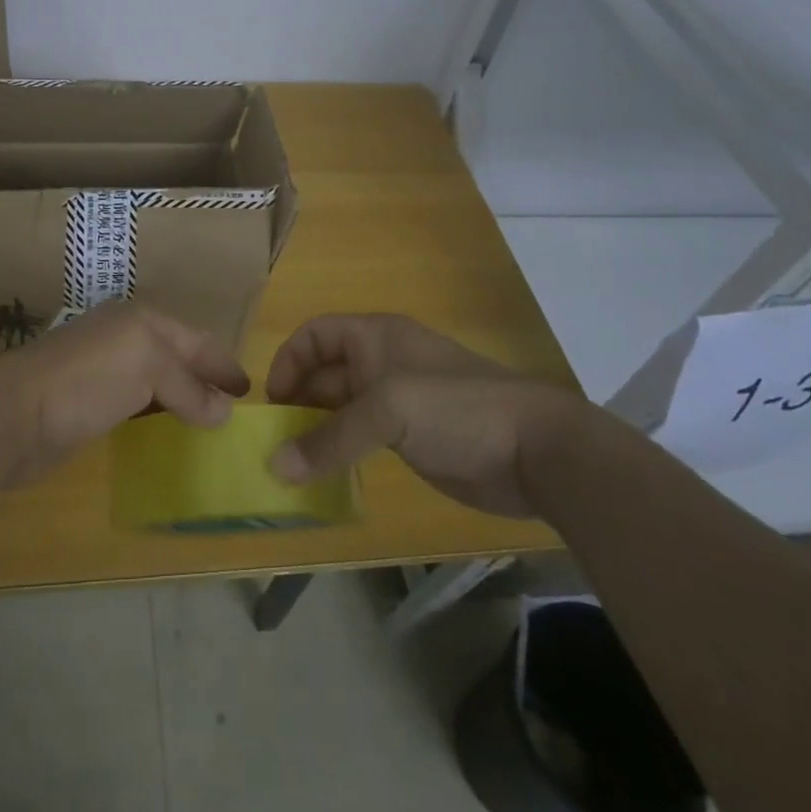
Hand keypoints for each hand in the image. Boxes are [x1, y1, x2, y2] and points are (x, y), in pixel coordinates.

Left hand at [0, 302, 248, 487]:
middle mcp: (124, 338)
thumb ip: (188, 387)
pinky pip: (136, 405)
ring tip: (210, 423)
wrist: (12, 415)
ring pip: (156, 381)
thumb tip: (224, 412)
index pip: (194, 340)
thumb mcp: (147, 368)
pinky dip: (157, 415)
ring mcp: (104, 370)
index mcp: (141, 321)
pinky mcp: (88, 403)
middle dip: (205, 378)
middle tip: (234, 408)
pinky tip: (167, 432)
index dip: (223, 362)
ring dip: (182, 399)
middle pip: (176, 357)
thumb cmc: (85, 380)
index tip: (250, 389)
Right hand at [265, 313, 583, 517]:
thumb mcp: (388, 412)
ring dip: (315, 431)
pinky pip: (361, 439)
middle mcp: (381, 363)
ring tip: (290, 465)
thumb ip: (330, 439)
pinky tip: (325, 477)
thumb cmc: (456, 409)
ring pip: (341, 409)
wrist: (537, 451)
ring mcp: (398, 402)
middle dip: (297, 402)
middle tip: (273, 442)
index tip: (273, 403)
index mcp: (375, 337)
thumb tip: (275, 467)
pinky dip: (339, 453)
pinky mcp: (411, 438)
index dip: (289, 361)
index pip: (315, 335)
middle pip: (324, 373)